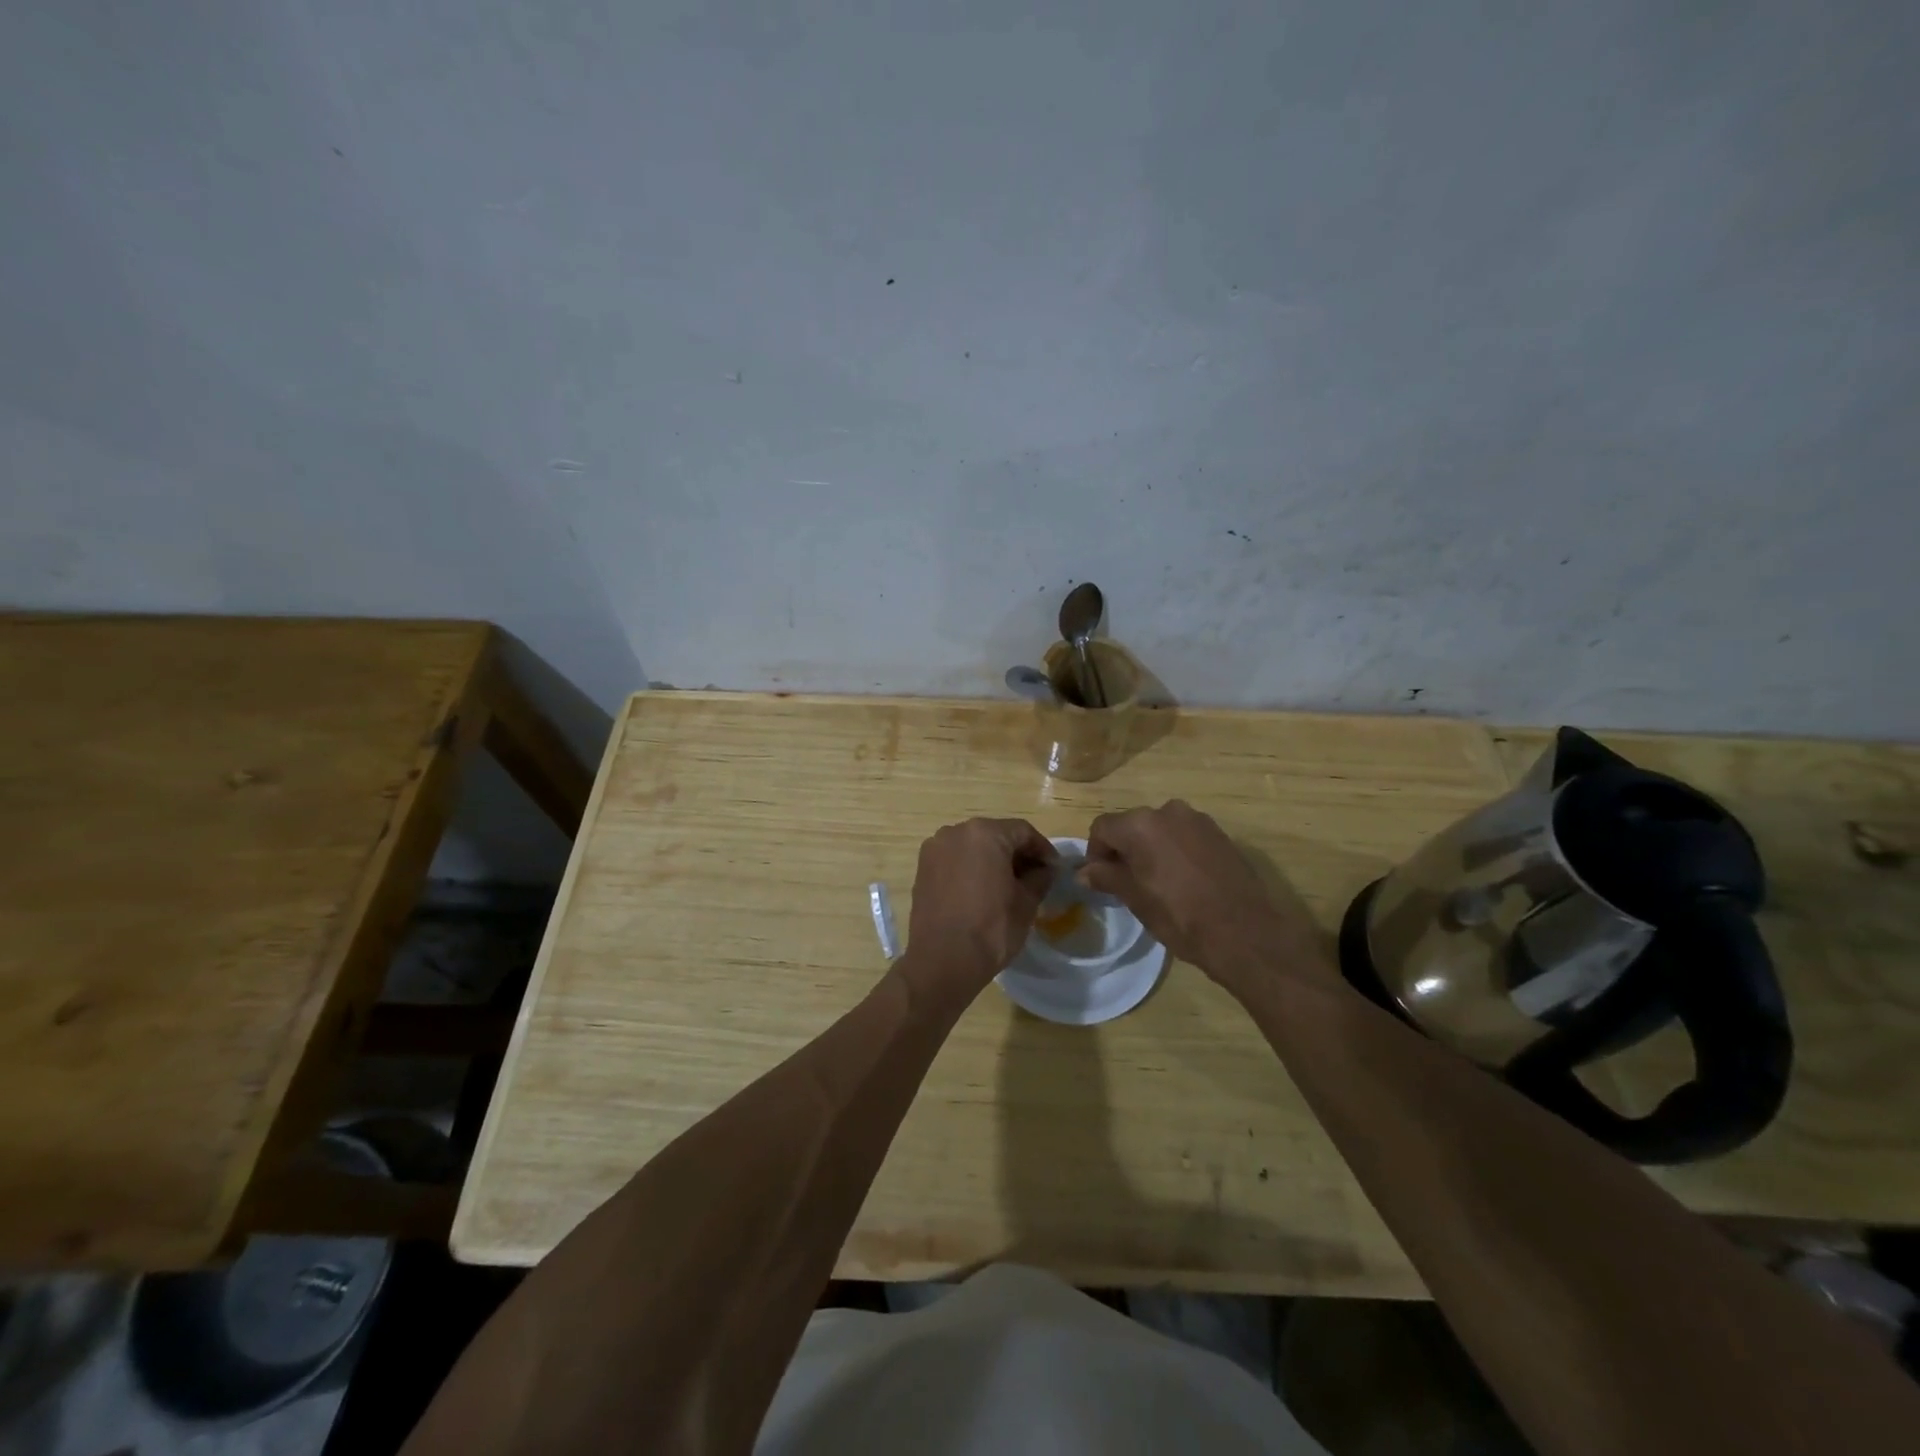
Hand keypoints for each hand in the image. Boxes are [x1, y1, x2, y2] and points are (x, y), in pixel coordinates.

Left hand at [906, 818, 1058, 986]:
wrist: (943, 961)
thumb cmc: (992, 928)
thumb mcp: (1027, 902)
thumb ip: (1040, 877)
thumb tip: (1045, 869)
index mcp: (984, 833)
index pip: (1023, 832)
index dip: (1043, 850)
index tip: (1054, 869)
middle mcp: (955, 832)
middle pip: (996, 835)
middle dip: (1017, 854)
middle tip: (1034, 877)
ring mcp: (935, 849)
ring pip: (973, 847)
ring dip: (993, 860)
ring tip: (1008, 886)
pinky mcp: (923, 869)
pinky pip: (954, 860)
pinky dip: (971, 869)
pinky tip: (982, 891)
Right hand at [1080, 800, 1332, 992]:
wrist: (1245, 933)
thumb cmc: (1180, 916)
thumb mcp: (1135, 899)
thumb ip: (1107, 877)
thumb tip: (1084, 871)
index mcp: (1141, 824)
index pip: (1102, 828)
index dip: (1096, 853)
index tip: (1101, 880)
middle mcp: (1168, 811)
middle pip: (1131, 825)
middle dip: (1124, 849)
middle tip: (1126, 883)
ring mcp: (1198, 820)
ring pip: (1159, 830)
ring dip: (1151, 849)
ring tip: (1157, 883)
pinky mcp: (1220, 834)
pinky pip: (1185, 836)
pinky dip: (1176, 851)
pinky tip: (1184, 881)